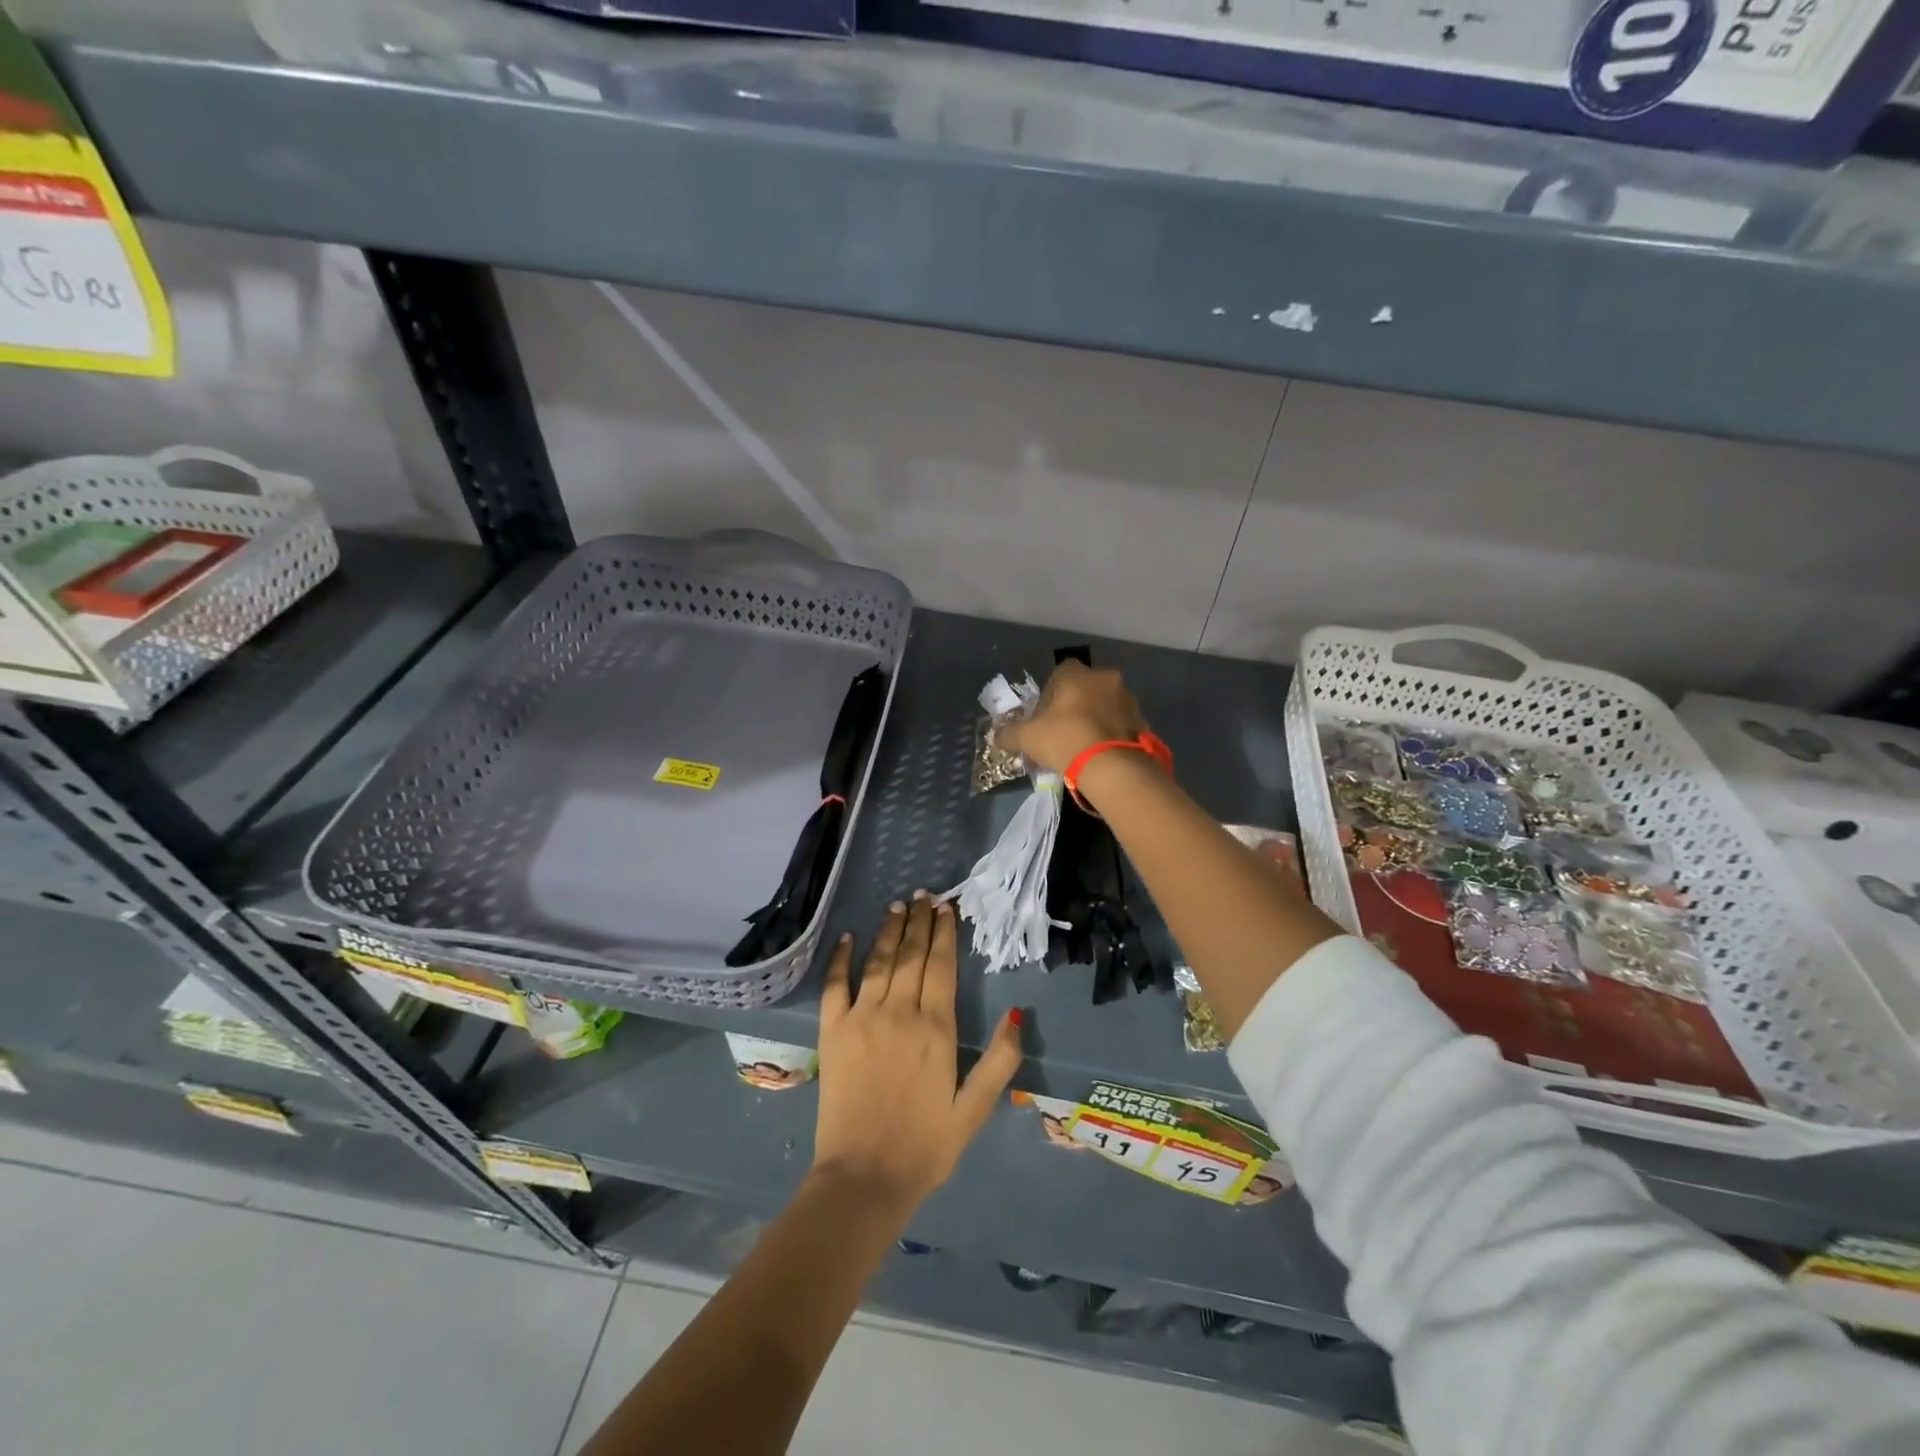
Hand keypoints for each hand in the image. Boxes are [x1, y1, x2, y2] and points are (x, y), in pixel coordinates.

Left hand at [813, 893, 1022, 1217]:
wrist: (863, 1178)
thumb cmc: (924, 1147)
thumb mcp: (974, 1110)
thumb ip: (1000, 1061)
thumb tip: (1017, 1014)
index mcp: (935, 1029)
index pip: (940, 966)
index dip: (944, 933)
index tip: (946, 908)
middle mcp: (898, 1013)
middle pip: (911, 955)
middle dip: (919, 922)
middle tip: (924, 895)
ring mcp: (861, 1019)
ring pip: (878, 961)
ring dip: (888, 930)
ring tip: (897, 905)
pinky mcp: (832, 1032)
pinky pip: (835, 985)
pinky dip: (840, 958)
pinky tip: (847, 937)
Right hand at [993, 661, 1147, 774]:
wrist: (1111, 766)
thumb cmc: (1064, 740)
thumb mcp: (1027, 738)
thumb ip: (1009, 734)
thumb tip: (997, 735)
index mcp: (1077, 673)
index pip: (1060, 673)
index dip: (1050, 694)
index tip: (1045, 717)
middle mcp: (1106, 678)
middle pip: (1085, 688)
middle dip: (1075, 705)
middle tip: (1063, 731)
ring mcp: (1128, 699)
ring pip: (1105, 704)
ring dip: (1095, 718)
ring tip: (1083, 746)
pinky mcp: (1142, 721)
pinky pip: (1121, 723)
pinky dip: (1111, 734)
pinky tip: (1100, 753)